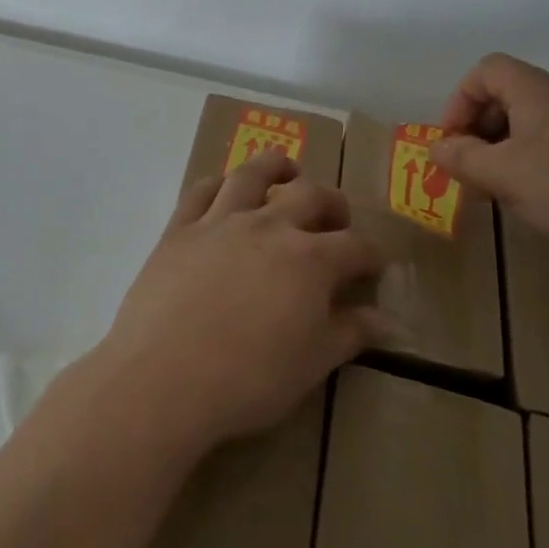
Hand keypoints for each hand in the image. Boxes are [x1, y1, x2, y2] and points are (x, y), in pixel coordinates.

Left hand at [92, 152, 386, 450]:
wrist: (164, 378)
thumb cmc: (248, 380)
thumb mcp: (311, 365)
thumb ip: (350, 334)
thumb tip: (384, 320)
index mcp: (310, 260)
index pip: (355, 246)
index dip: (371, 255)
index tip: (374, 265)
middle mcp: (270, 227)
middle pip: (311, 195)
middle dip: (332, 203)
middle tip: (336, 219)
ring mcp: (221, 221)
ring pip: (253, 174)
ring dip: (275, 167)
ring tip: (286, 173)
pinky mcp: (180, 228)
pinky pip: (200, 191)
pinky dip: (217, 183)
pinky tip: (224, 189)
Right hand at [431, 53, 548, 260]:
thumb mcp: (505, 176)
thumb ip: (463, 159)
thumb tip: (437, 147)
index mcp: (537, 90)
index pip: (486, 70)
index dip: (459, 101)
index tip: (454, 142)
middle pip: (509, 93)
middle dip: (481, 128)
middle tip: (474, 169)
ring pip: (534, 120)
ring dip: (508, 147)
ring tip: (505, 187)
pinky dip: (538, 158)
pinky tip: (545, 195)